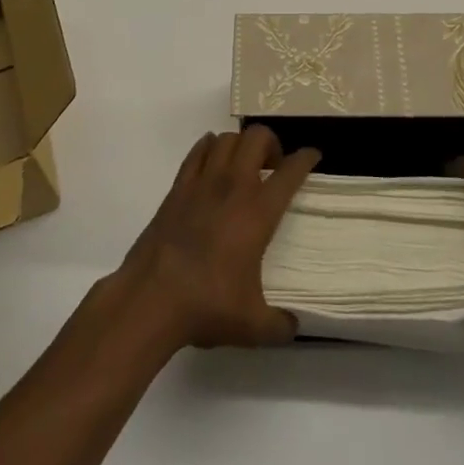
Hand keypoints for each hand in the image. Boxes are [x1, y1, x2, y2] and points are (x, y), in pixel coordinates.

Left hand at [109, 126, 320, 351]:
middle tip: (273, 167)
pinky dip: (209, 148)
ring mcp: (202, 183)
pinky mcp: (177, 188)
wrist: (150, 299)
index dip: (306, 158)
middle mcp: (233, 186)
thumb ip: (280, 325)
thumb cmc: (207, 306)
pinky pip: (197, 152)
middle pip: (257, 138)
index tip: (313, 156)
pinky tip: (212, 162)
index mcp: (258, 212)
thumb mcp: (253, 326)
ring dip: (240, 144)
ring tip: (243, 165)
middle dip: (271, 143)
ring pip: (226, 138)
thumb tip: (294, 326)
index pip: (290, 172)